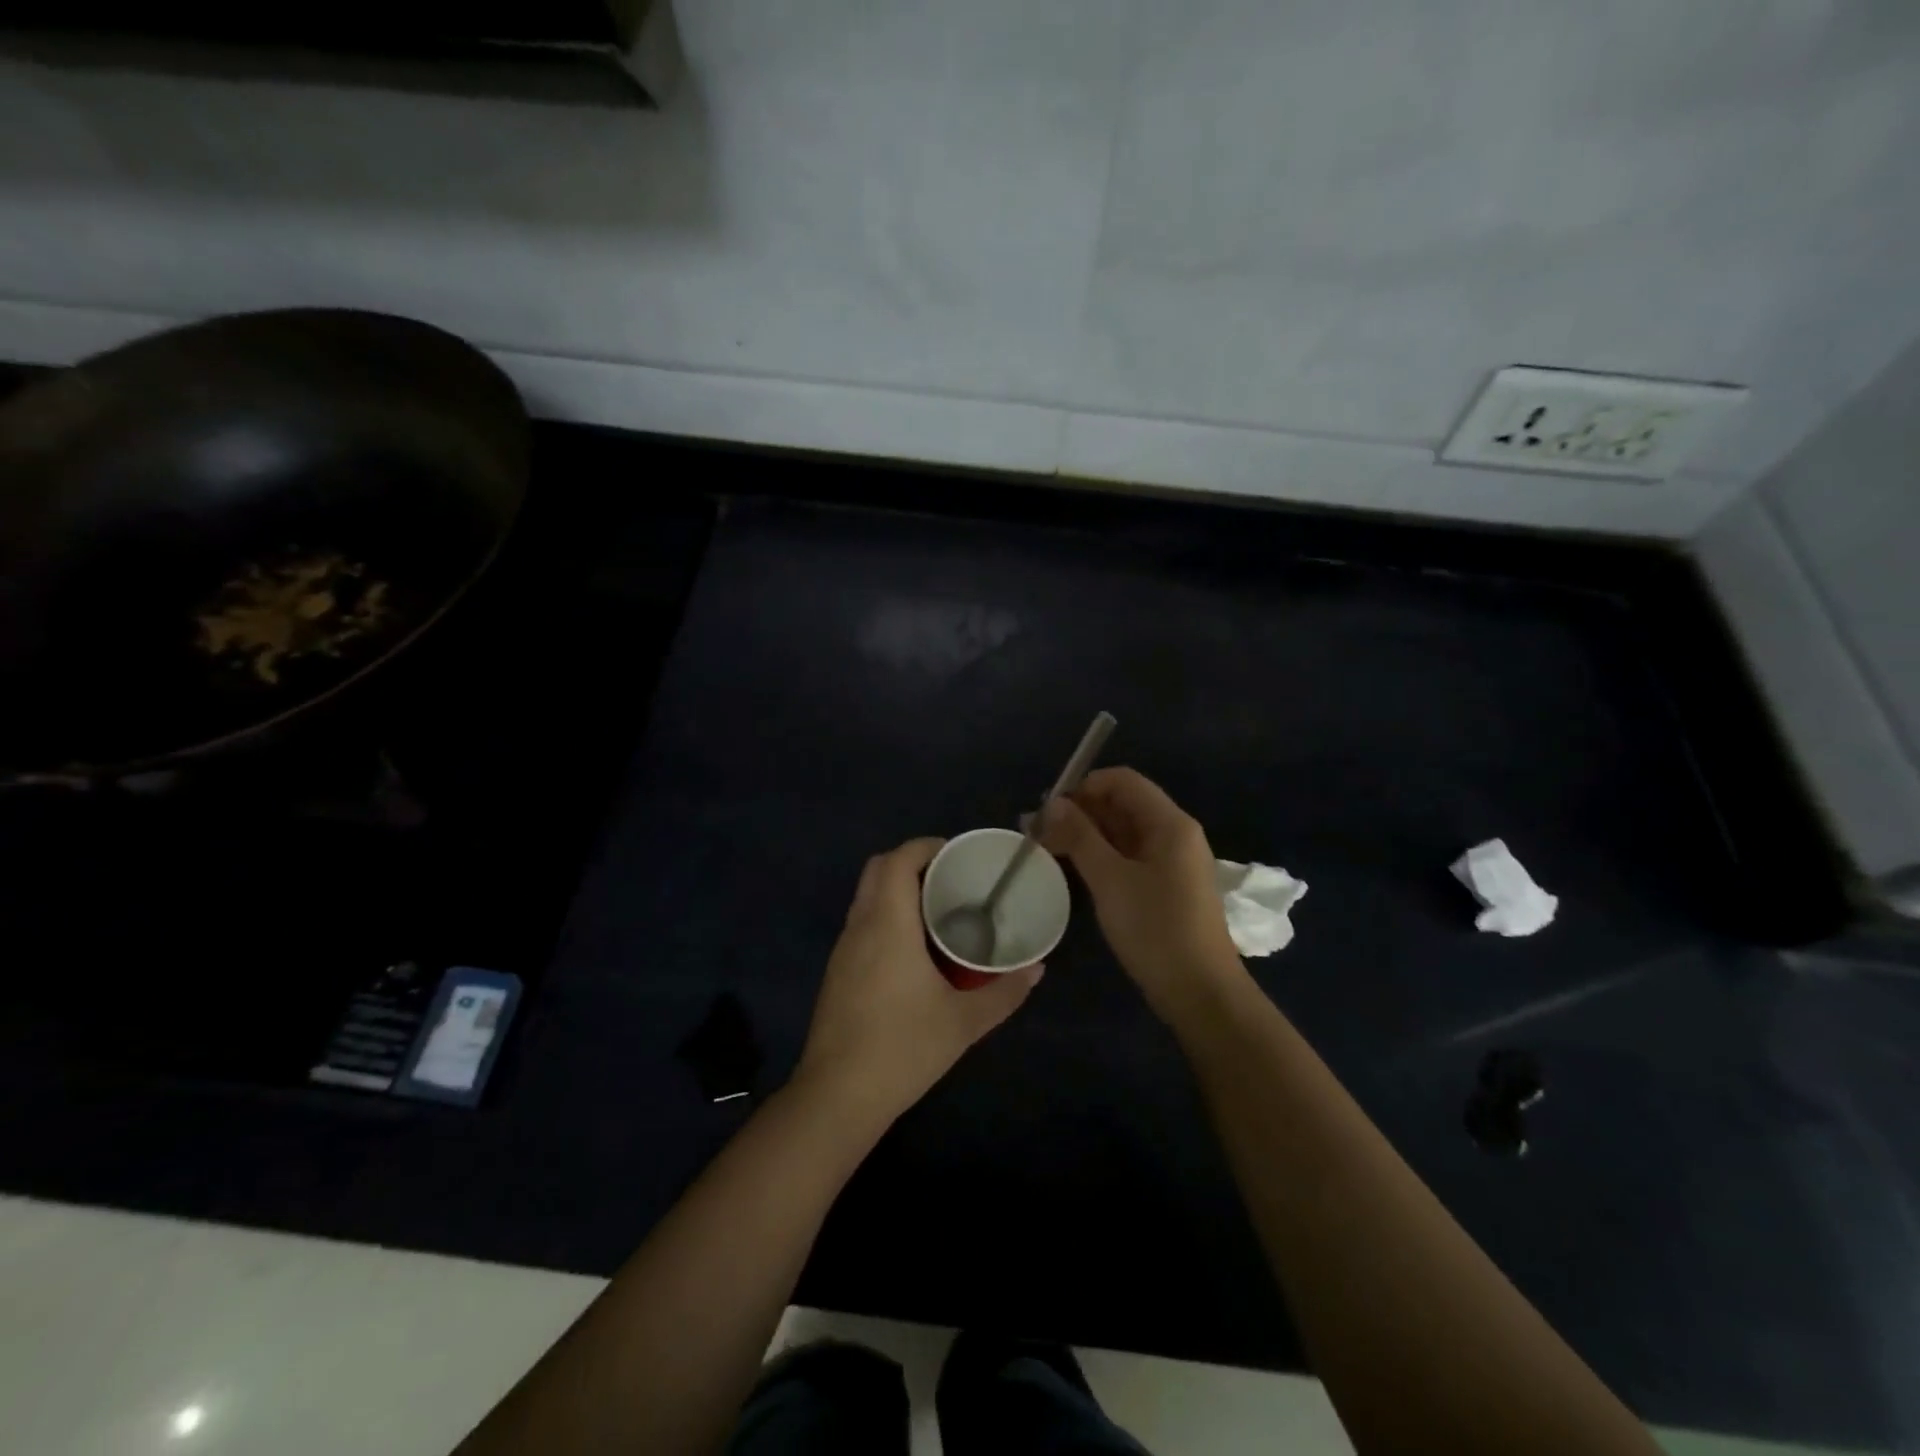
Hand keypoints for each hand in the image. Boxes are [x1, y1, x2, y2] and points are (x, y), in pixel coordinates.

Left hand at [796, 838, 1041, 1124]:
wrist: (837, 1096)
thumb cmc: (903, 1048)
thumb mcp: (963, 1022)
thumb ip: (1003, 993)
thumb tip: (1037, 969)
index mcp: (888, 924)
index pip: (898, 860)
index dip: (926, 846)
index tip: (956, 855)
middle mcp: (860, 926)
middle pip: (877, 869)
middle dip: (911, 862)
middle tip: (950, 880)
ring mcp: (843, 949)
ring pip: (866, 896)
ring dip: (896, 889)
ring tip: (937, 910)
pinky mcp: (837, 971)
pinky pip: (861, 922)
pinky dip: (885, 915)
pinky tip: (912, 949)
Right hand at [1041, 767, 1246, 1022]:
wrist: (1200, 992)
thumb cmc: (1155, 929)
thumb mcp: (1110, 879)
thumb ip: (1080, 836)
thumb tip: (1053, 804)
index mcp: (1170, 823)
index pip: (1122, 781)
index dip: (1083, 787)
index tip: (1048, 809)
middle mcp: (1175, 834)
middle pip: (1122, 804)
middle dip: (1079, 811)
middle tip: (1037, 831)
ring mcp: (1173, 861)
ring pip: (1123, 832)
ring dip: (1086, 834)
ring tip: (1046, 848)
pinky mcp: (1167, 886)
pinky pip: (1130, 856)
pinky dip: (1101, 855)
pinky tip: (1074, 868)